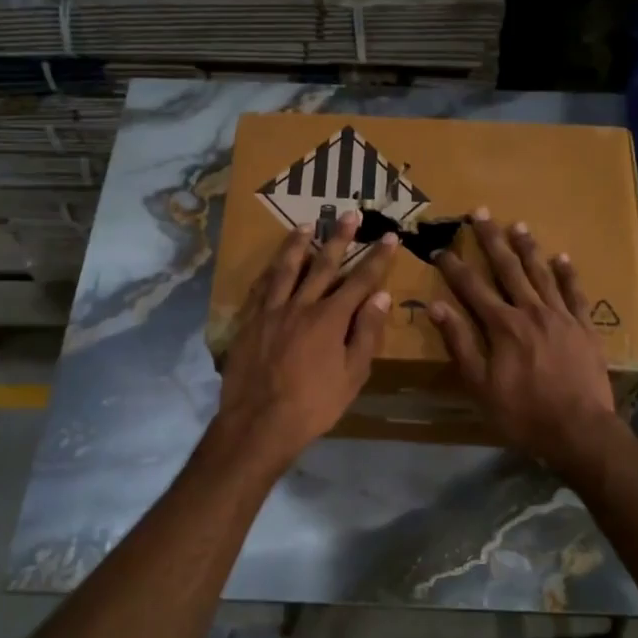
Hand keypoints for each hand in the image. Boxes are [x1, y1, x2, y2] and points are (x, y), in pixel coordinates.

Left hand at [213, 212, 399, 472]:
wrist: (259, 423)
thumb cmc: (314, 405)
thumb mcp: (352, 375)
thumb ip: (366, 334)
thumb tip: (381, 297)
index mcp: (330, 318)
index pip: (360, 280)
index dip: (376, 258)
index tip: (388, 236)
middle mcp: (300, 305)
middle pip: (323, 264)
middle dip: (339, 238)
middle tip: (349, 214)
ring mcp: (271, 311)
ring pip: (286, 268)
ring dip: (298, 244)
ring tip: (306, 225)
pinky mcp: (249, 321)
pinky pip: (260, 287)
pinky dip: (269, 271)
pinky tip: (272, 264)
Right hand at [428, 211, 621, 471]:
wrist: (578, 430)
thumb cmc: (522, 412)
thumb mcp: (479, 385)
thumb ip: (460, 343)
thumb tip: (437, 307)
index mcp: (502, 325)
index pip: (472, 288)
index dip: (454, 267)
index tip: (440, 248)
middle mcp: (531, 311)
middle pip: (508, 268)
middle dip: (491, 240)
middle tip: (480, 212)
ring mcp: (561, 316)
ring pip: (541, 274)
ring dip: (528, 248)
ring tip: (517, 226)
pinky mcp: (584, 327)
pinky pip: (575, 293)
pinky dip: (568, 274)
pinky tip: (562, 258)